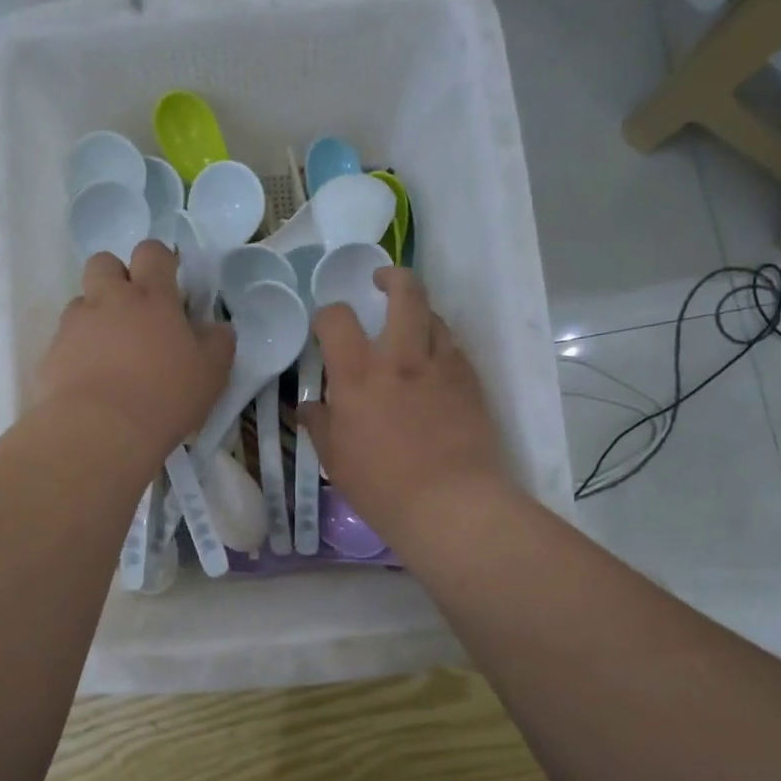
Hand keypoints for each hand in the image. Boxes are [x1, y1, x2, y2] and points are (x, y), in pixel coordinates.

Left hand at [36, 240, 233, 460]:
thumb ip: (218, 344)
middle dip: (116, 277)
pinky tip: (91, 381)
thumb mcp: (211, 374)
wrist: (101, 430)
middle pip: (104, 262)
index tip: (168, 281)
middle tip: (133, 312)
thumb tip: (219, 328)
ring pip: (81, 302)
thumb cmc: (165, 396)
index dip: (159, 260)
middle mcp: (110, 300)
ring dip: (95, 317)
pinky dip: (78, 352)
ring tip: (110, 353)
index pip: (152, 253)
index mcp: (152, 297)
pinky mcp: (52, 353)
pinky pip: (65, 340)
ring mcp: (76, 325)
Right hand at [301, 267, 510, 543]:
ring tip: (411, 327)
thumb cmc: (382, 486)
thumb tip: (309, 407)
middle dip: (392, 276)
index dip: (327, 315)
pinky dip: (441, 347)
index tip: (326, 327)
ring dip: (420, 313)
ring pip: (435, 317)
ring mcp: (441, 366)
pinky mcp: (471, 382)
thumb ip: (321, 425)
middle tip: (381, 282)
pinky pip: (455, 349)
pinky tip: (435, 367)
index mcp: (358, 375)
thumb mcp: (336, 460)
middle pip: (404, 293)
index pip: (336, 319)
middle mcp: (401, 358)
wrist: (449, 503)